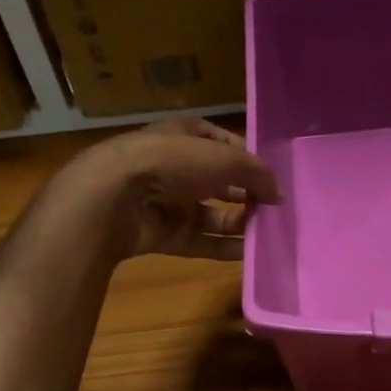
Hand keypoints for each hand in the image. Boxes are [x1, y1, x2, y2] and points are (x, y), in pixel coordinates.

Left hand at [55, 119, 279, 261]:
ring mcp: (167, 201)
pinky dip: (222, 248)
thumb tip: (277, 195)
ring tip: (266, 233)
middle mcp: (175, 166)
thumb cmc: (172, 163)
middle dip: (246, 194)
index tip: (271, 177)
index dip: (247, 158)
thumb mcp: (224, 159)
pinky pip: (199, 241)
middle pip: (219, 182)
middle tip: (274, 210)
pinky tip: (248, 254)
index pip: (222, 143)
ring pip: (211, 214)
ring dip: (238, 224)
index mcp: (185, 136)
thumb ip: (257, 174)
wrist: (113, 198)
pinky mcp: (162, 233)